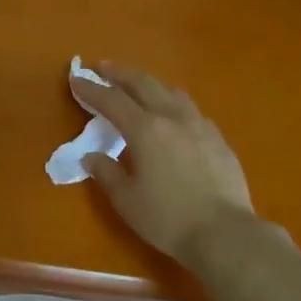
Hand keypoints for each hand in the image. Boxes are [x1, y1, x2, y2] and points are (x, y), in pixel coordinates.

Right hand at [72, 63, 255, 271]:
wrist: (224, 232)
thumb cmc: (168, 218)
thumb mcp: (127, 200)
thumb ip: (107, 173)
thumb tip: (92, 156)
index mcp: (146, 130)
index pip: (112, 101)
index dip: (92, 89)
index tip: (76, 78)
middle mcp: (173, 118)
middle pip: (144, 85)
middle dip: (121, 74)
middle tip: (104, 68)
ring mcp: (200, 126)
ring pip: (172, 92)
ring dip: (150, 84)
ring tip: (139, 87)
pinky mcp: (218, 140)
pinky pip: (191, 111)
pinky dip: (173, 104)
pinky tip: (173, 116)